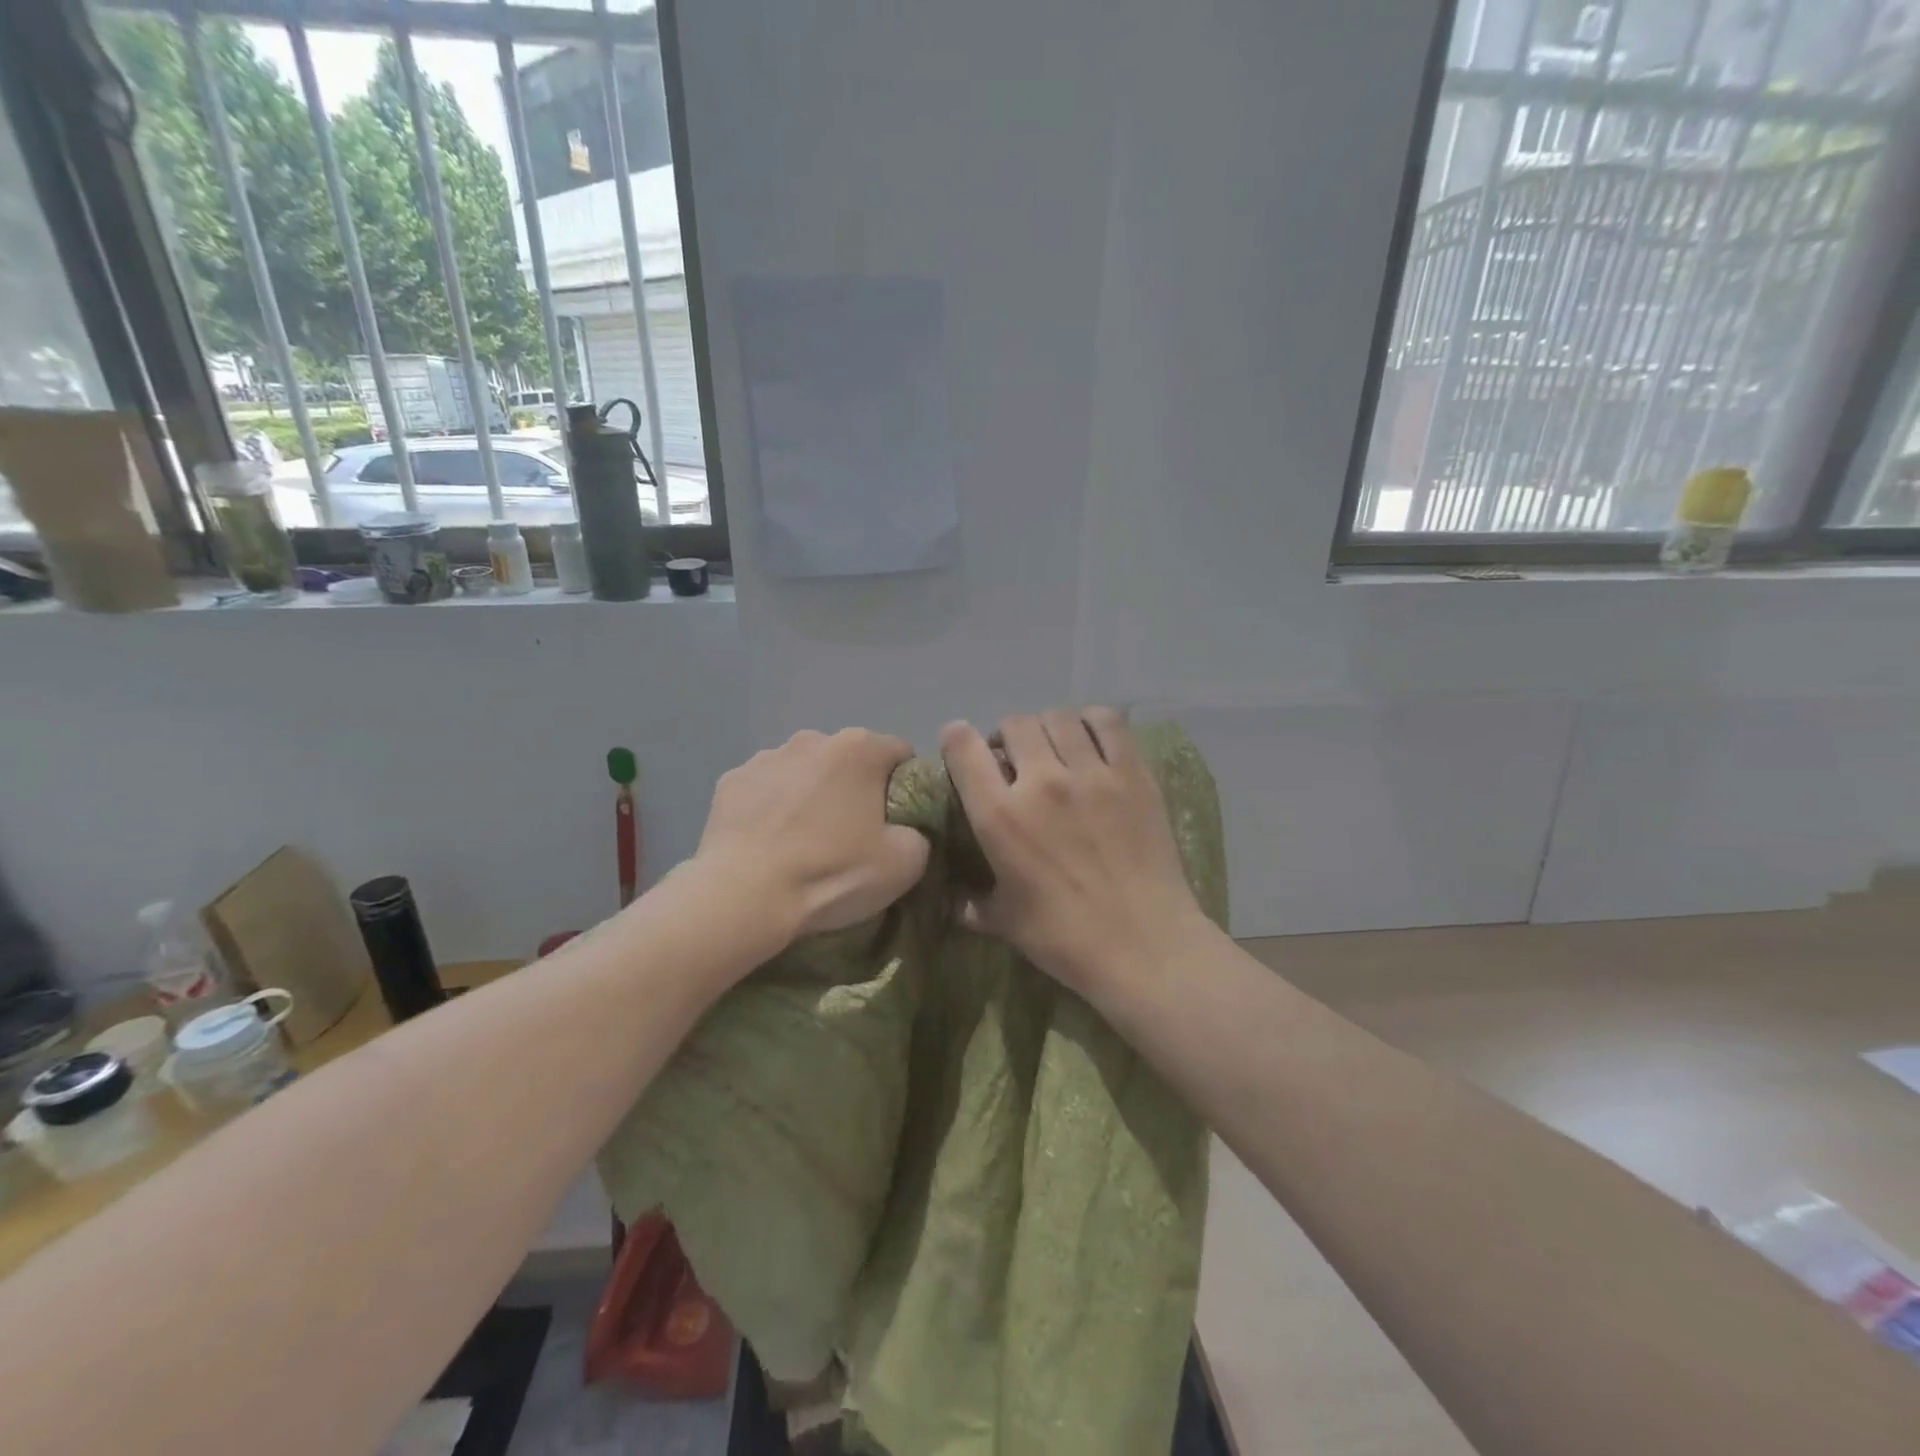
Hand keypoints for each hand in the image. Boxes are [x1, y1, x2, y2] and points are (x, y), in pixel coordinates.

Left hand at [695, 728, 930, 941]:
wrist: (744, 897)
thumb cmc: (832, 873)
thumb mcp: (905, 863)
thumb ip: (919, 834)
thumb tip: (907, 830)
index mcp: (860, 748)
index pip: (900, 754)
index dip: (906, 787)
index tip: (899, 822)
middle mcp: (812, 739)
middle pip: (849, 760)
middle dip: (855, 789)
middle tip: (853, 836)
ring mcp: (765, 757)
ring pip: (804, 772)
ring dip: (811, 795)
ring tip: (805, 842)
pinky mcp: (730, 781)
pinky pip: (764, 790)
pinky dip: (771, 808)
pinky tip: (769, 844)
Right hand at [941, 708, 1204, 995]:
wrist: (1144, 945)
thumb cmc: (1065, 938)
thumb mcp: (1004, 922)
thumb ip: (972, 904)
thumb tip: (953, 901)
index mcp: (1000, 817)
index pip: (963, 747)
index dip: (956, 739)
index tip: (962, 746)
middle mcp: (1041, 782)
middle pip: (1014, 724)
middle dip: (1007, 737)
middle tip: (1016, 760)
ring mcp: (1091, 773)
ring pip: (1058, 717)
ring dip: (1047, 729)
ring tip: (1055, 750)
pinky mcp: (1133, 773)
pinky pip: (1107, 722)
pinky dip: (1092, 722)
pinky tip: (1090, 740)